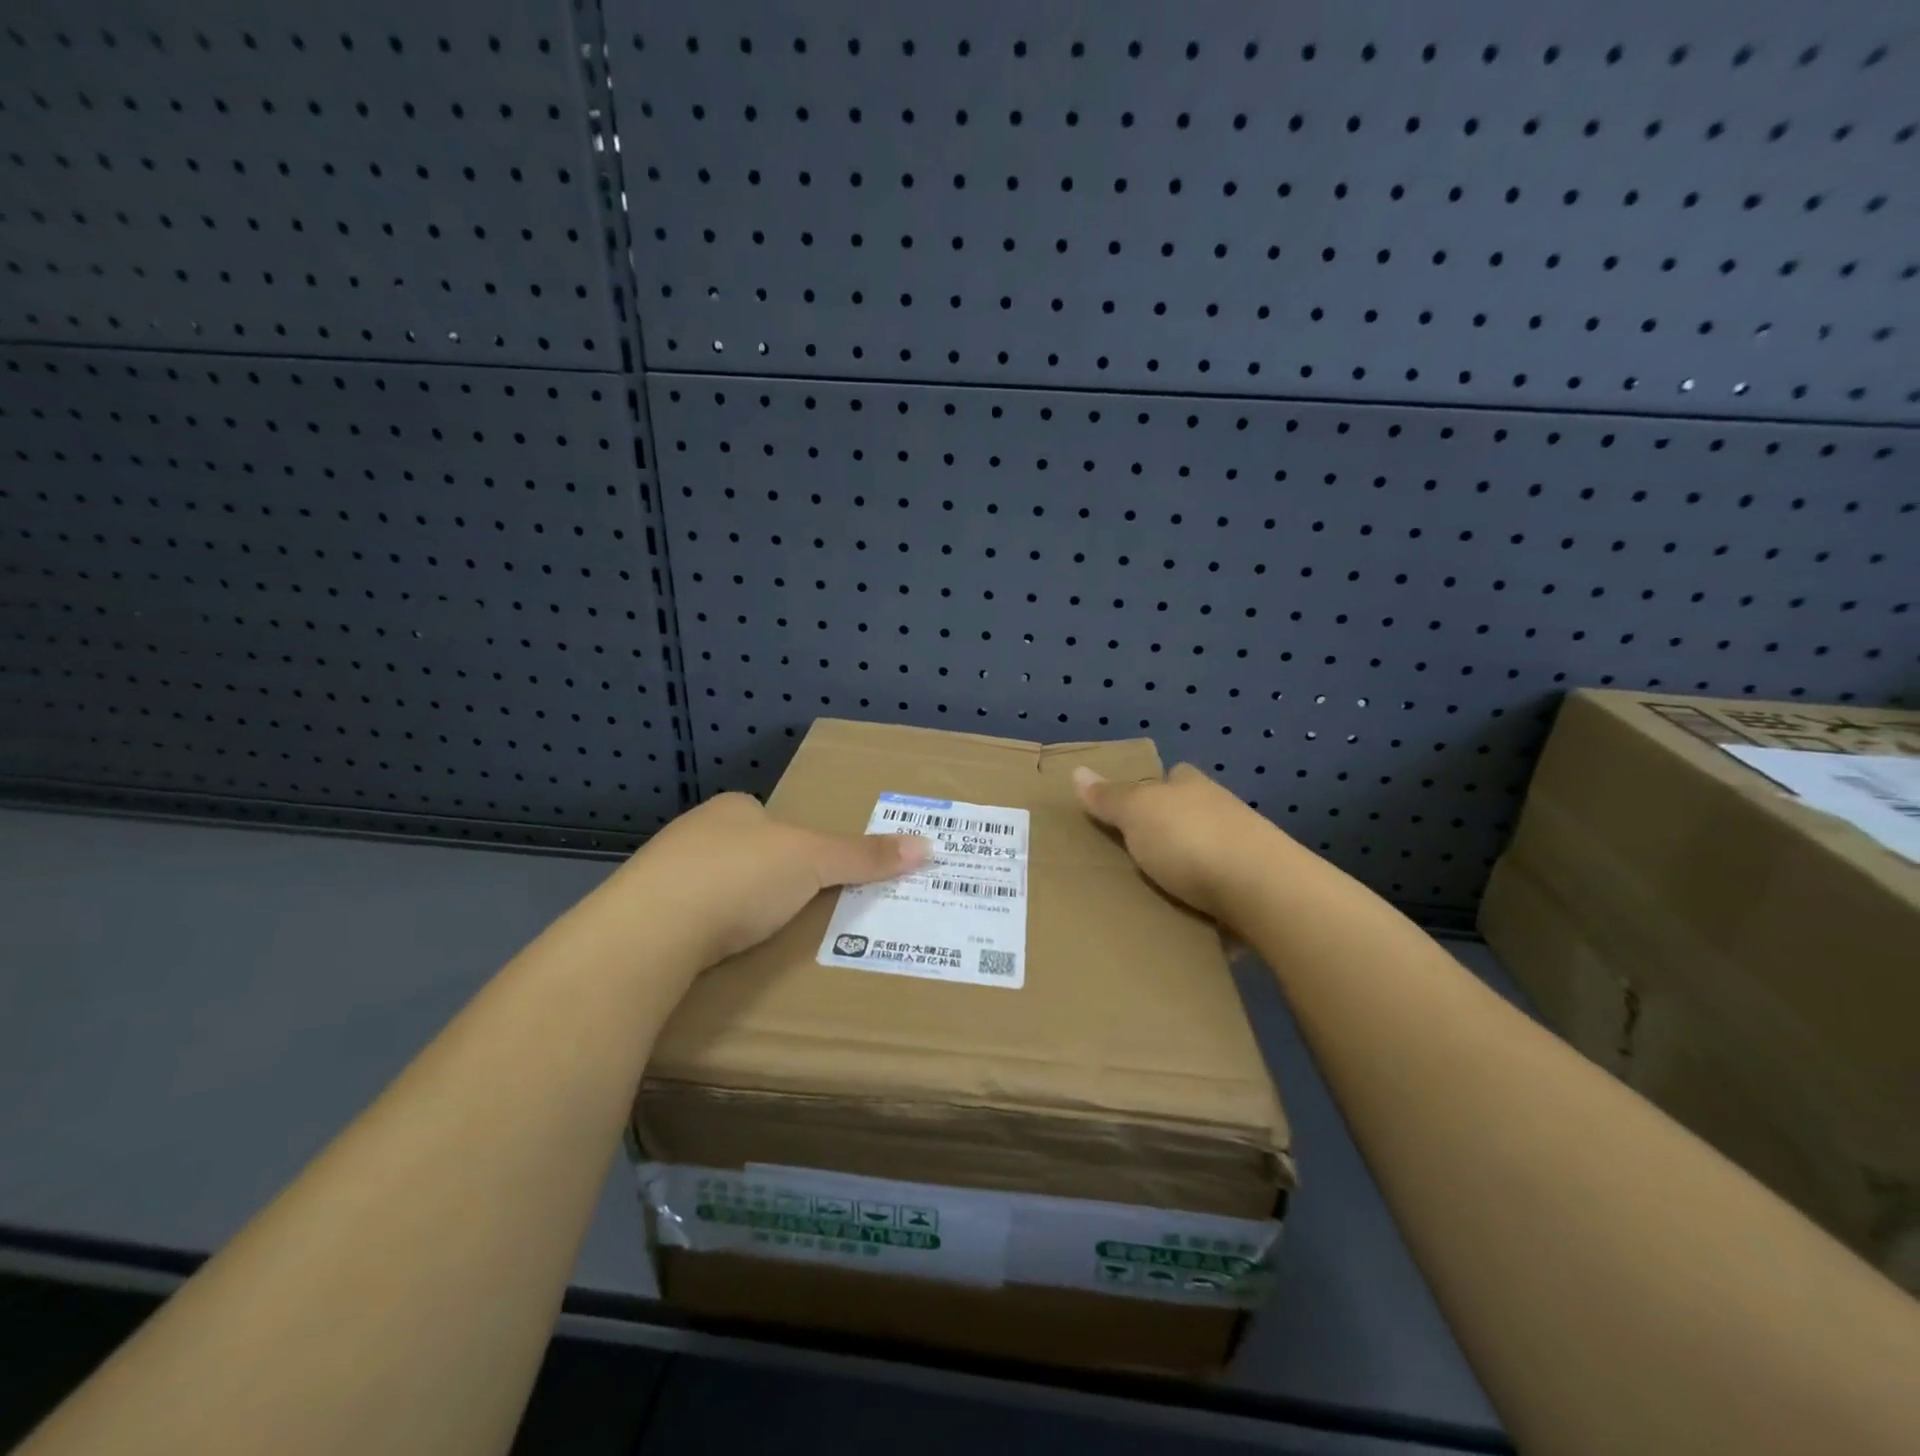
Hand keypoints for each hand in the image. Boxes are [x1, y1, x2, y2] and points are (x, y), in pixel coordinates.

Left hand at [619, 792, 929, 966]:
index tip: (818, 874)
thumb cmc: (742, 876)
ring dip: (735, 910)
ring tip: (766, 940)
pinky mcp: (642, 919)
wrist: (652, 930)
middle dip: (768, 879)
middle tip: (801, 910)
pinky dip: (707, 936)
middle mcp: (694, 833)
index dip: (798, 843)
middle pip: (745, 852)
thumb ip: (865, 855)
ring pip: (713, 888)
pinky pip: (688, 922)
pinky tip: (722, 957)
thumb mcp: (814, 861)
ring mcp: (661, 876)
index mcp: (733, 808)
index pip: (773, 818)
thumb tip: (927, 845)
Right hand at [1073, 763, 1279, 924]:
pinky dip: (1207, 906)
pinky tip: (1186, 923)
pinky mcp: (1257, 892)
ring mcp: (1246, 852)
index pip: (1175, 775)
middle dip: (1169, 832)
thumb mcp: (1137, 812)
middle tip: (1131, 856)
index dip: (1156, 786)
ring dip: (1189, 871)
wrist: (1262, 892)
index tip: (1131, 806)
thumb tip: (1078, 770)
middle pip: (1191, 815)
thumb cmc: (1190, 840)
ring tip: (1152, 895)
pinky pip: (1223, 896)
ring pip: (1208, 855)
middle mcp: (1223, 812)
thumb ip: (1109, 797)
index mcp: (1194, 787)